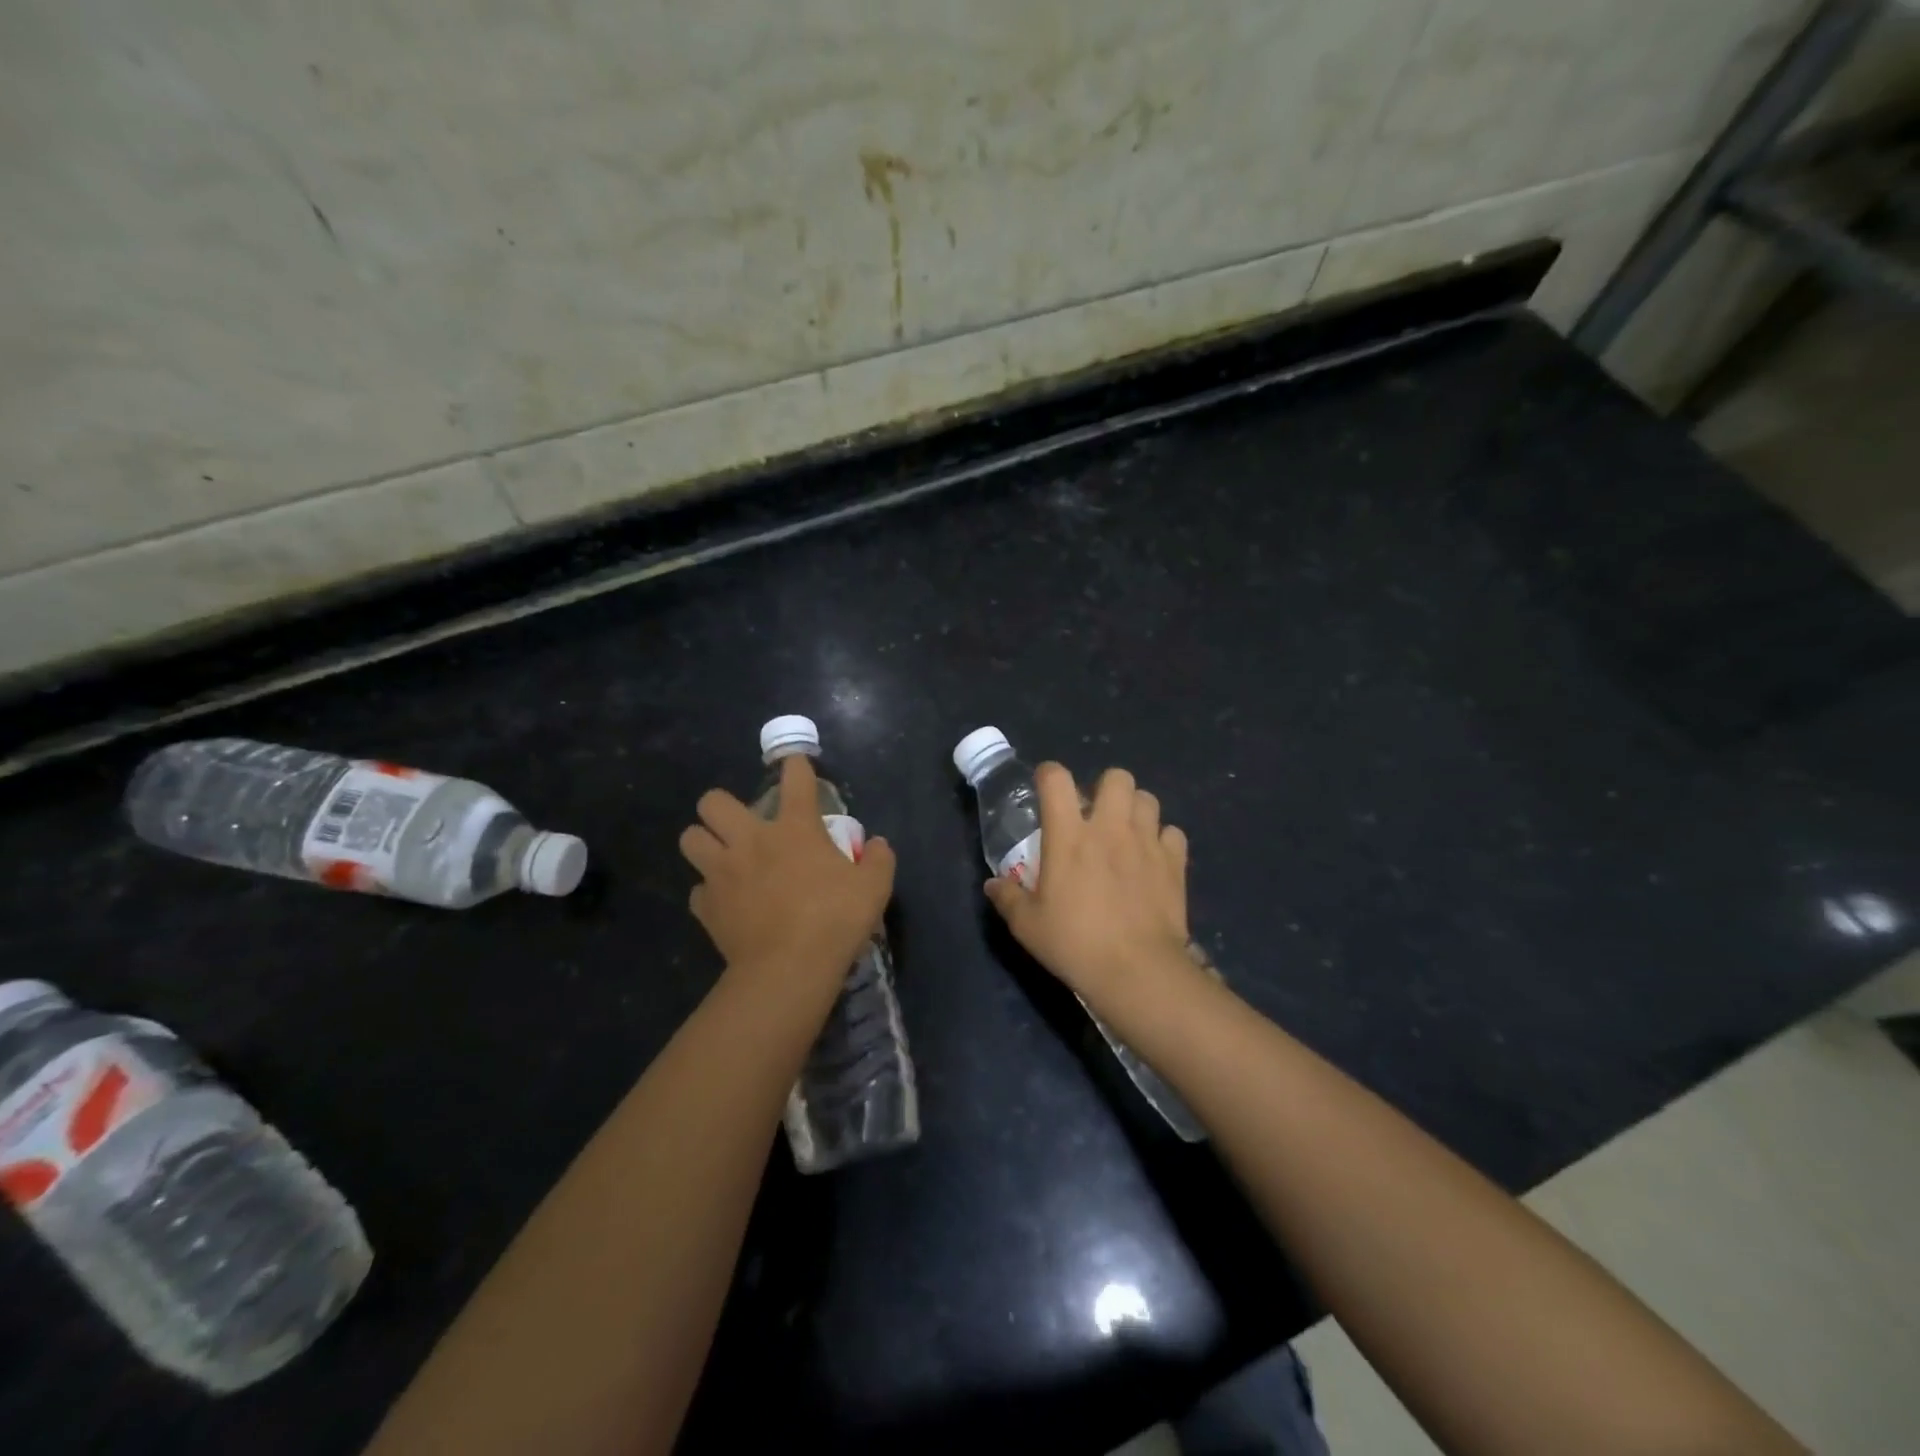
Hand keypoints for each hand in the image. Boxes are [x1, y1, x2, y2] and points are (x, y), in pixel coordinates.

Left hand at [679, 754, 895, 987]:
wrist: (789, 967)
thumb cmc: (835, 919)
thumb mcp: (875, 887)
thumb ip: (879, 859)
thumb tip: (877, 844)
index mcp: (795, 828)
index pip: (795, 780)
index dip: (795, 766)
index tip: (795, 764)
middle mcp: (751, 840)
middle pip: (713, 802)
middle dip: (721, 806)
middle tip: (741, 823)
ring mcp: (722, 872)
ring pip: (690, 839)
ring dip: (703, 842)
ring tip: (722, 856)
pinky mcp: (707, 907)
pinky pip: (697, 890)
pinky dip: (709, 892)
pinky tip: (725, 901)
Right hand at [984, 763, 1196, 1019]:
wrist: (1137, 970)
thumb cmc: (1075, 944)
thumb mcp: (1028, 926)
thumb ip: (1008, 898)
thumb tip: (992, 884)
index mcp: (1069, 835)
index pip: (1057, 779)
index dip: (1049, 775)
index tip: (1045, 787)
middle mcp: (1110, 828)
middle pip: (1116, 777)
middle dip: (1105, 788)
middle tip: (1096, 815)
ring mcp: (1146, 842)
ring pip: (1148, 798)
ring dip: (1135, 810)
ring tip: (1126, 833)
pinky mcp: (1174, 863)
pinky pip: (1172, 834)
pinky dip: (1163, 841)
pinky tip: (1153, 859)